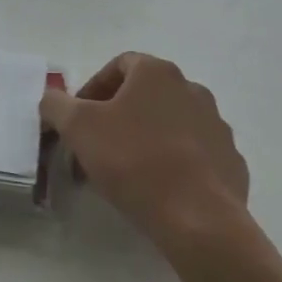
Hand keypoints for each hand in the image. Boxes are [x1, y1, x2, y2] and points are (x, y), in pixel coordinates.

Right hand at [40, 53, 250, 249]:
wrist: (197, 216)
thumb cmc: (133, 160)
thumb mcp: (78, 128)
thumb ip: (57, 105)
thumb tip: (51, 98)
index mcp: (157, 73)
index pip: (120, 65)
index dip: (93, 88)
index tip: (77, 118)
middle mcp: (192, 89)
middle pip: (145, 94)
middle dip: (116, 116)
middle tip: (94, 146)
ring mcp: (216, 125)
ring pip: (170, 124)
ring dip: (145, 138)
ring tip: (124, 171)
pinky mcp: (230, 160)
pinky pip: (194, 154)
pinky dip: (173, 163)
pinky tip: (157, 188)